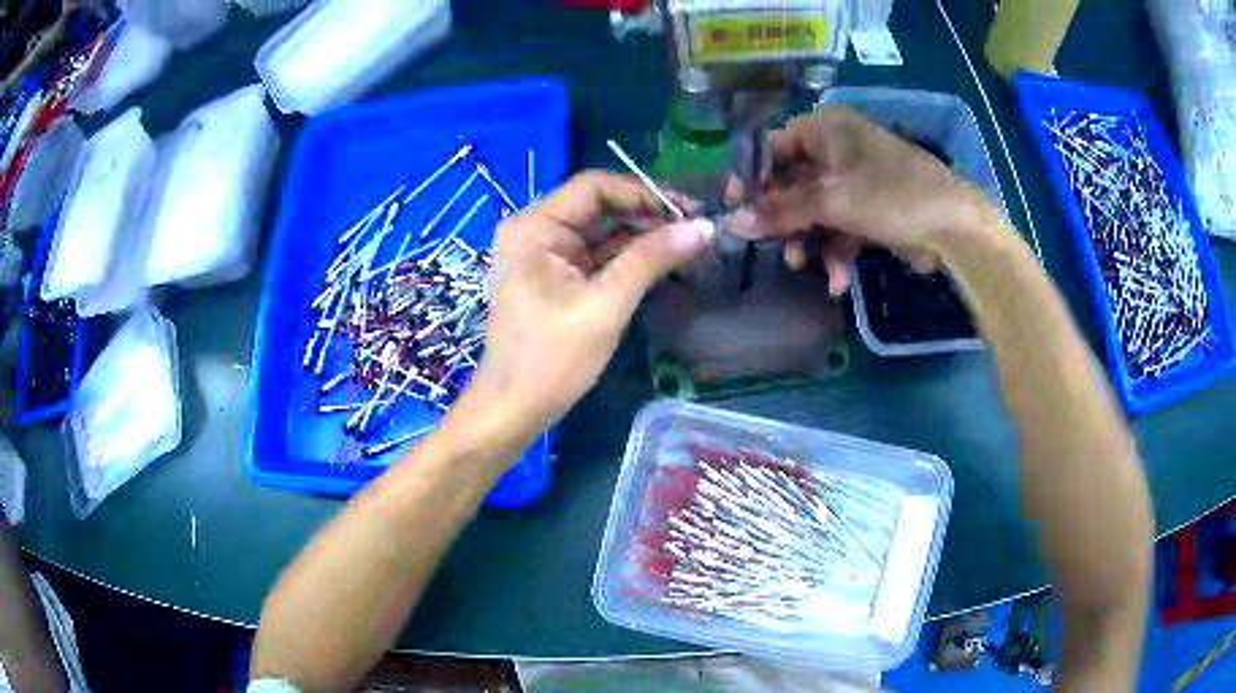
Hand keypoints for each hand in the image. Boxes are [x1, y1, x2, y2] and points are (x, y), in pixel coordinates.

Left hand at [454, 171, 713, 450]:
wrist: (513, 409)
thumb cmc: (551, 359)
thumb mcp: (606, 305)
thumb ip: (652, 259)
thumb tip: (704, 227)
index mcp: (535, 226)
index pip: (596, 187)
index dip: (645, 193)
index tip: (690, 211)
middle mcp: (535, 228)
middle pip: (599, 206)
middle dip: (648, 216)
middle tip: (697, 230)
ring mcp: (543, 252)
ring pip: (601, 230)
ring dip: (642, 237)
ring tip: (689, 247)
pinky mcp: (553, 275)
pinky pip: (595, 254)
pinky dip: (627, 257)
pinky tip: (662, 263)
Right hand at [728, 107, 994, 294]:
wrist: (955, 227)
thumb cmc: (892, 196)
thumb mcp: (832, 200)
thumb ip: (780, 211)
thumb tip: (732, 222)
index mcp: (827, 129)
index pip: (774, 146)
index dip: (754, 176)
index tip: (738, 207)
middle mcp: (838, 150)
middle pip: (793, 182)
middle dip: (784, 218)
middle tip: (771, 245)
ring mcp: (856, 182)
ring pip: (815, 210)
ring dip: (809, 241)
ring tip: (805, 268)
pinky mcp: (872, 211)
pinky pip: (840, 227)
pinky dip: (835, 252)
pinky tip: (837, 280)